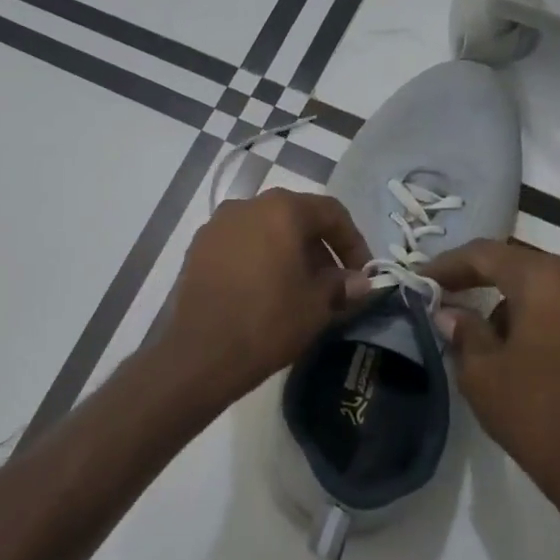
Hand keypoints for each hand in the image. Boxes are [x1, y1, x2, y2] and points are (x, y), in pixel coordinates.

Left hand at [156, 189, 370, 402]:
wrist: (201, 353)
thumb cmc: (268, 321)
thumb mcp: (317, 305)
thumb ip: (341, 285)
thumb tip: (358, 281)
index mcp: (281, 209)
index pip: (330, 212)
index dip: (353, 241)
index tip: (362, 273)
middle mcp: (246, 205)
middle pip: (295, 218)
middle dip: (319, 248)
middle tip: (333, 284)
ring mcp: (216, 226)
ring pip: (265, 230)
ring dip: (288, 253)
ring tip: (299, 289)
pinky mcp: (197, 249)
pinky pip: (239, 245)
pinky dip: (259, 259)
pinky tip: (264, 290)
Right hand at [423, 239, 559, 504]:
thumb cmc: (536, 412)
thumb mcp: (481, 371)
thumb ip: (463, 331)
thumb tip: (450, 313)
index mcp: (546, 280)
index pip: (485, 254)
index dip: (447, 265)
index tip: (418, 280)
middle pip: (518, 265)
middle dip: (478, 278)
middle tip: (443, 296)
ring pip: (544, 286)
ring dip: (509, 299)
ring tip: (480, 329)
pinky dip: (537, 314)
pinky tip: (517, 345)